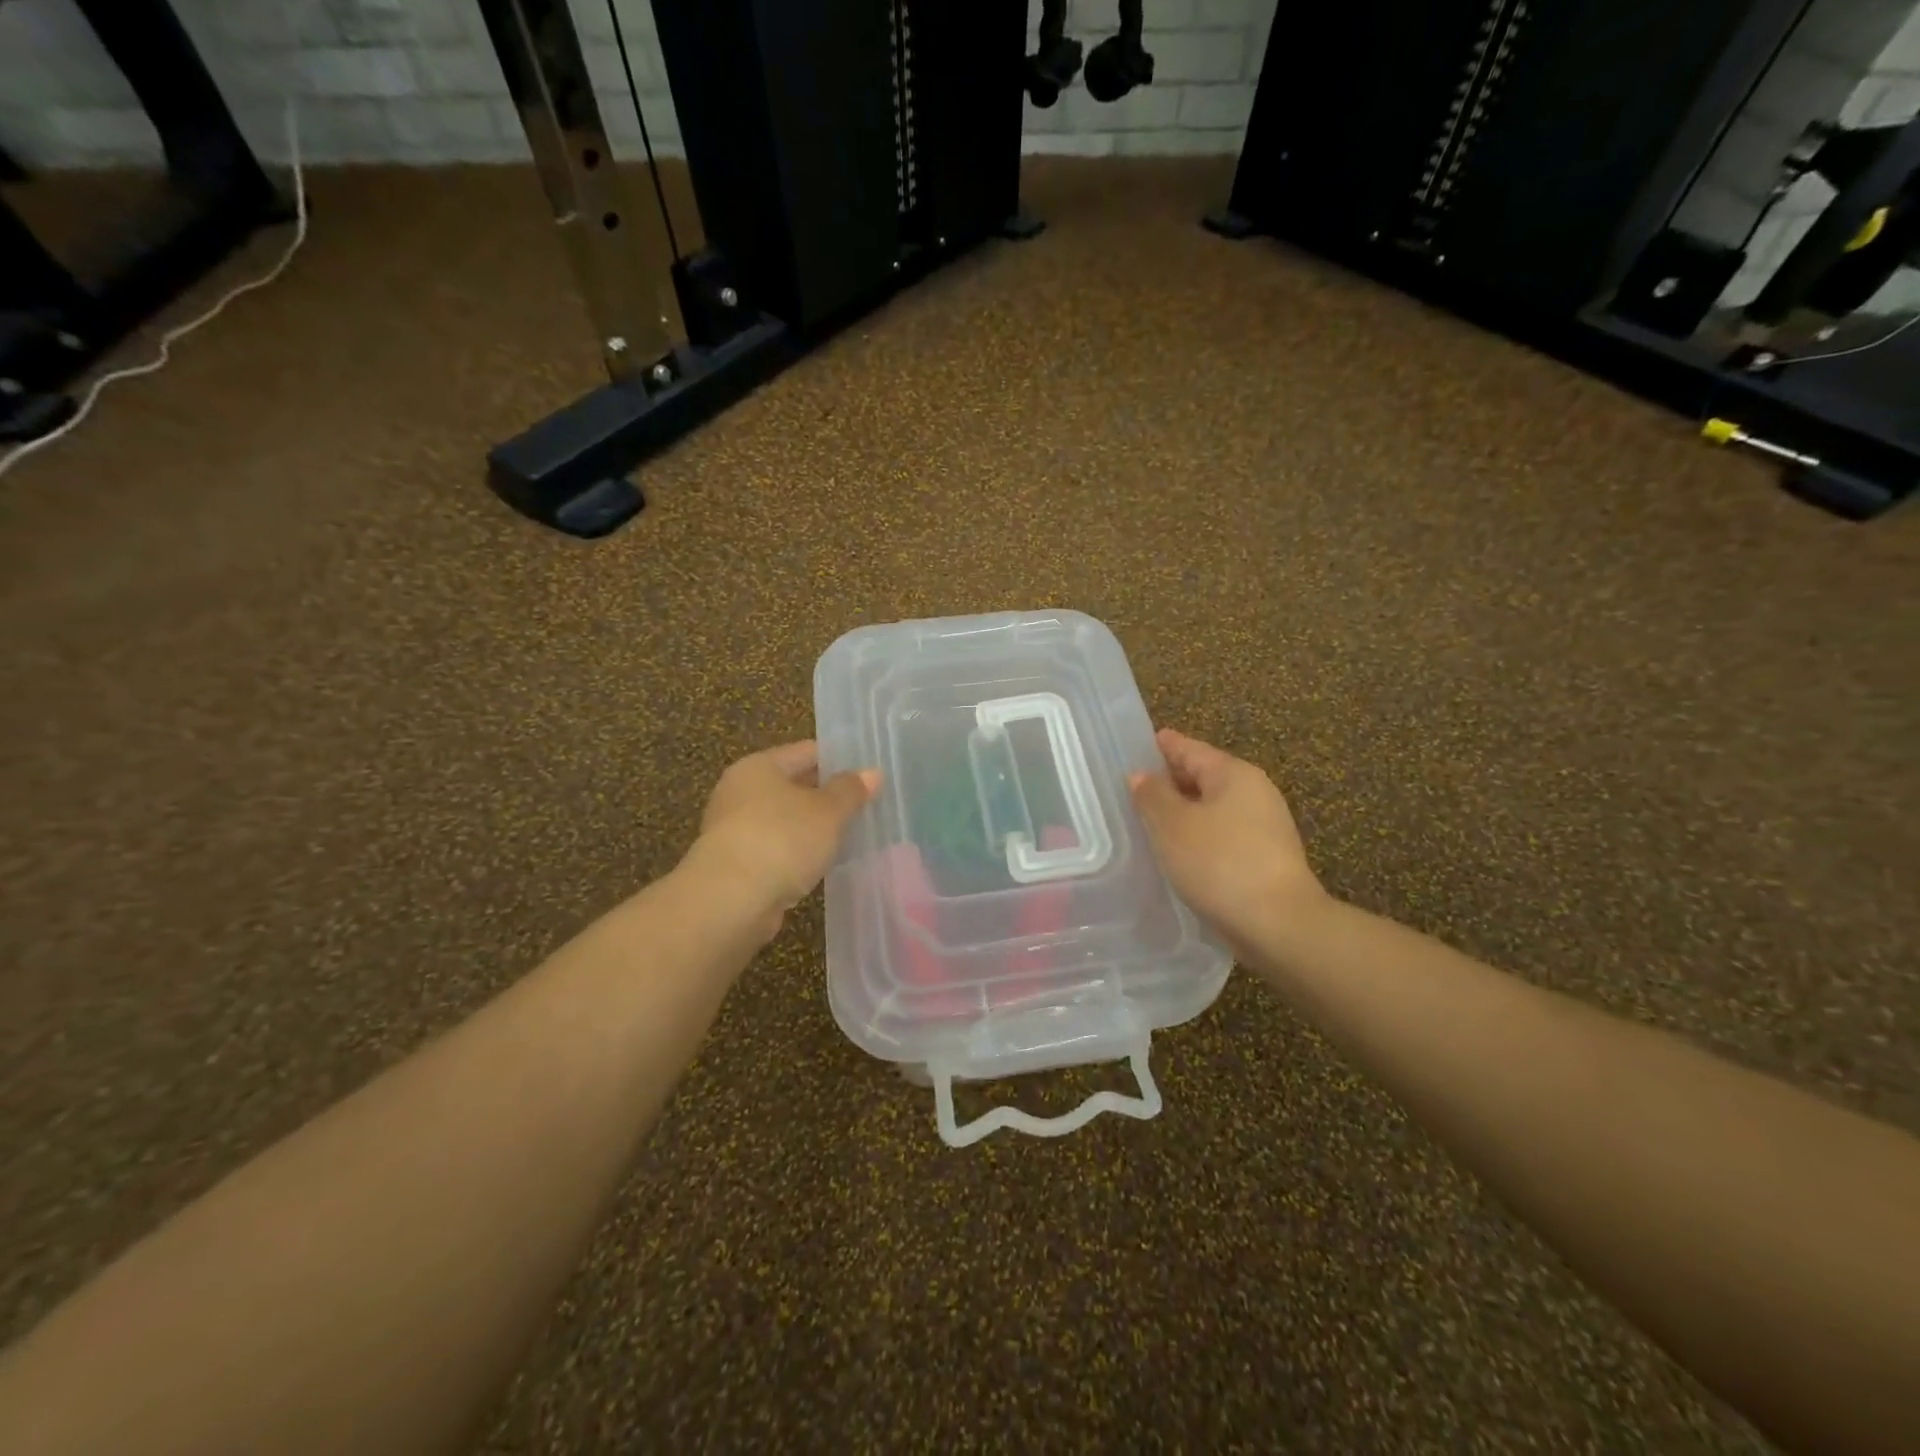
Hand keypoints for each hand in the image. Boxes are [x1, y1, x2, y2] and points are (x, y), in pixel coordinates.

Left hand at [689, 740, 879, 935]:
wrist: (730, 901)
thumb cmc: (782, 840)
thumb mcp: (828, 811)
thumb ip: (851, 790)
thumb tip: (873, 773)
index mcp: (759, 766)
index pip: (807, 752)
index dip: (839, 760)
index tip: (869, 774)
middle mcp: (740, 791)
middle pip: (793, 785)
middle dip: (827, 796)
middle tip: (866, 805)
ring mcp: (734, 829)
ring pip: (785, 820)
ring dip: (812, 828)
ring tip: (850, 836)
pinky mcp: (735, 864)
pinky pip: (777, 849)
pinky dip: (798, 854)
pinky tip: (822, 864)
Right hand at [1129, 728, 1324, 947]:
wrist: (1278, 924)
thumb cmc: (1219, 863)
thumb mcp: (1172, 825)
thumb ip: (1152, 795)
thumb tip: (1141, 775)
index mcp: (1233, 774)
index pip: (1190, 749)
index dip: (1162, 746)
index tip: (1138, 744)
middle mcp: (1254, 792)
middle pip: (1204, 777)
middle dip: (1170, 781)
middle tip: (1133, 788)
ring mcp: (1264, 827)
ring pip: (1212, 809)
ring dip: (1183, 812)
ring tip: (1149, 822)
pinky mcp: (1265, 859)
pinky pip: (1222, 835)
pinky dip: (1198, 836)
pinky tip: (1178, 852)